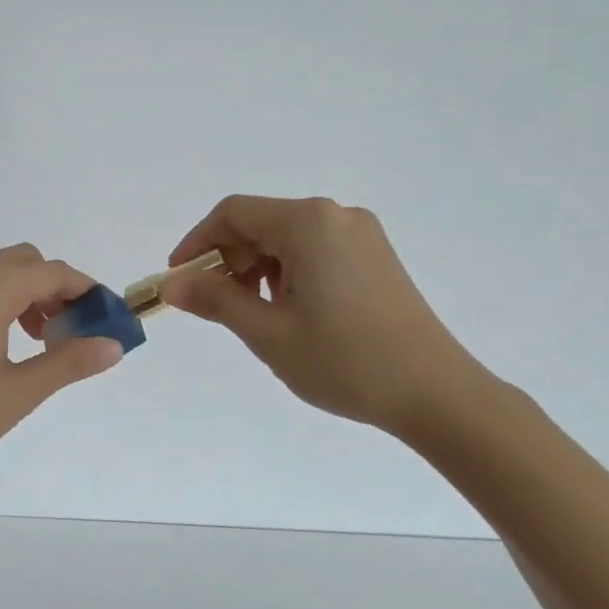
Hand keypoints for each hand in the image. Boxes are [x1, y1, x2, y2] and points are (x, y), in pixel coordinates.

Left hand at [0, 244, 124, 477]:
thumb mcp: (19, 392)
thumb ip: (69, 362)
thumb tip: (113, 345)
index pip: (51, 273)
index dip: (85, 290)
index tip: (105, 316)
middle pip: (24, 262)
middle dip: (54, 289)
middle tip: (67, 332)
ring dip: (25, 294)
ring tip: (35, 341)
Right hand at [161, 196, 485, 437]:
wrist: (437, 394)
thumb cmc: (345, 361)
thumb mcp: (268, 333)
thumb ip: (214, 300)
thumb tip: (171, 284)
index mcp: (309, 223)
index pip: (233, 214)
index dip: (198, 242)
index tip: (179, 279)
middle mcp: (337, 216)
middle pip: (261, 223)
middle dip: (229, 260)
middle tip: (216, 306)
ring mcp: (362, 236)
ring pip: (287, 239)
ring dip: (258, 270)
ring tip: (256, 316)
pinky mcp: (376, 258)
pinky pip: (315, 251)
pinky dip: (288, 274)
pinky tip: (292, 313)